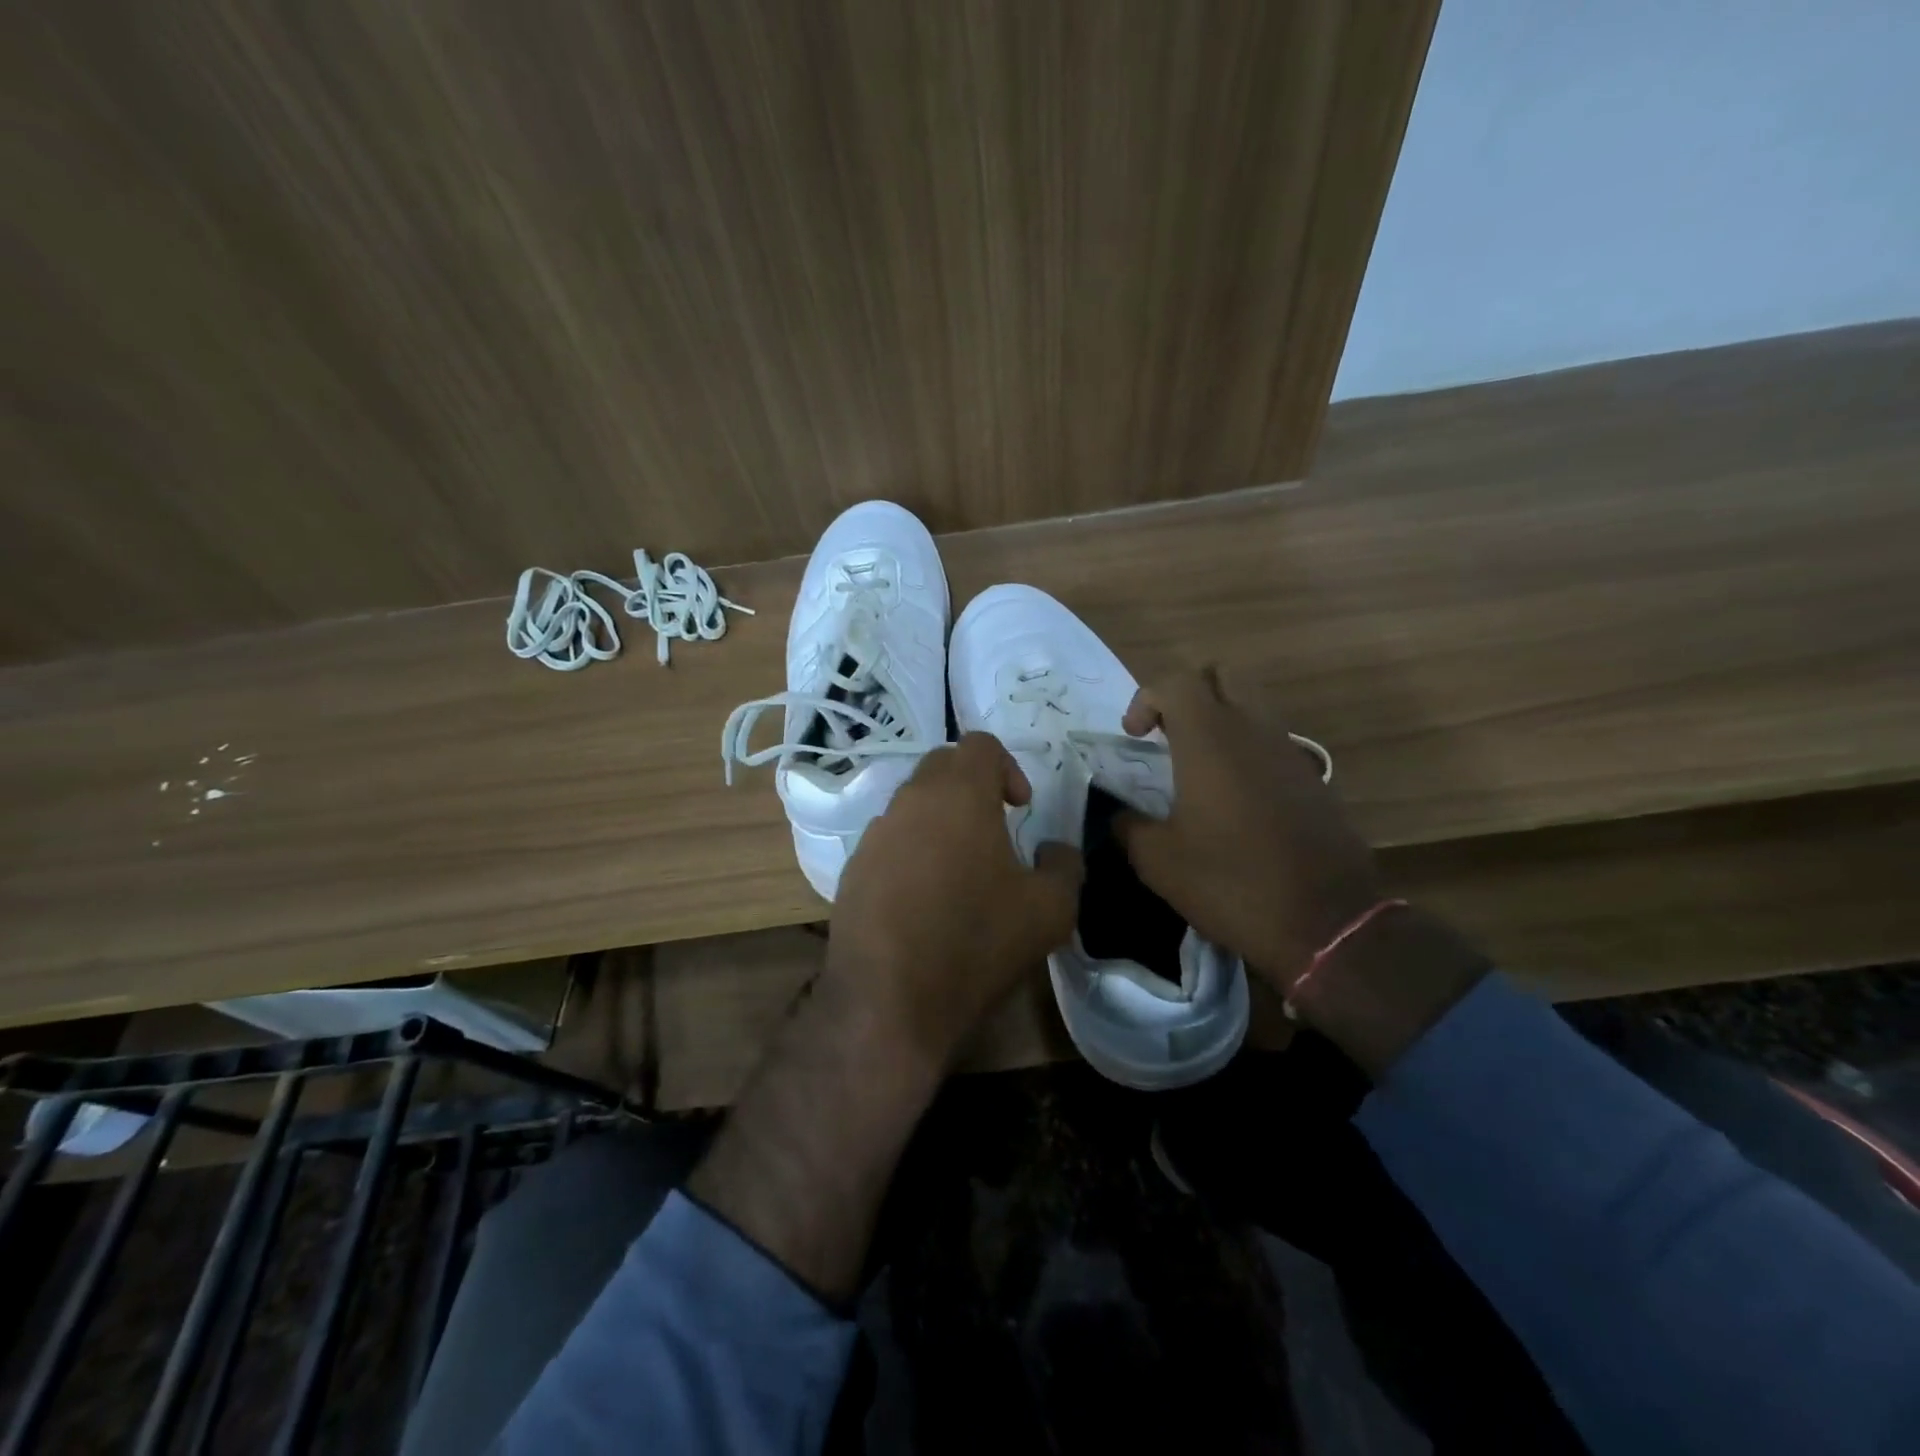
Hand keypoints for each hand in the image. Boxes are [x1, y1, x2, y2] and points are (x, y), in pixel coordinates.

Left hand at [826, 732, 1083, 1073]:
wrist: (889, 1000)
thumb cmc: (976, 941)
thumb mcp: (1049, 909)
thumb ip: (1064, 866)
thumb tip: (1055, 850)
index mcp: (958, 794)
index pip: (980, 744)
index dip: (1008, 767)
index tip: (1020, 808)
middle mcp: (910, 800)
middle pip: (943, 766)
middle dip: (973, 787)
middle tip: (996, 829)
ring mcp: (874, 834)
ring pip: (913, 804)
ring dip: (941, 820)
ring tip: (962, 869)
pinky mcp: (852, 868)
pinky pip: (890, 841)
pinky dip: (913, 851)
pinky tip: (926, 899)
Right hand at [1113, 669, 1382, 991]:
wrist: (1326, 923)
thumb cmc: (1230, 882)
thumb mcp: (1158, 861)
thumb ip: (1129, 826)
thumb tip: (1119, 815)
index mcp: (1210, 739)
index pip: (1176, 681)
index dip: (1146, 698)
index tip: (1134, 737)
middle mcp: (1253, 731)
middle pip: (1222, 675)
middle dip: (1188, 692)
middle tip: (1168, 732)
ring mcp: (1290, 752)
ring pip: (1252, 705)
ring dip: (1220, 719)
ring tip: (1197, 766)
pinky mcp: (1313, 778)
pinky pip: (1272, 741)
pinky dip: (1246, 748)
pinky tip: (1234, 798)